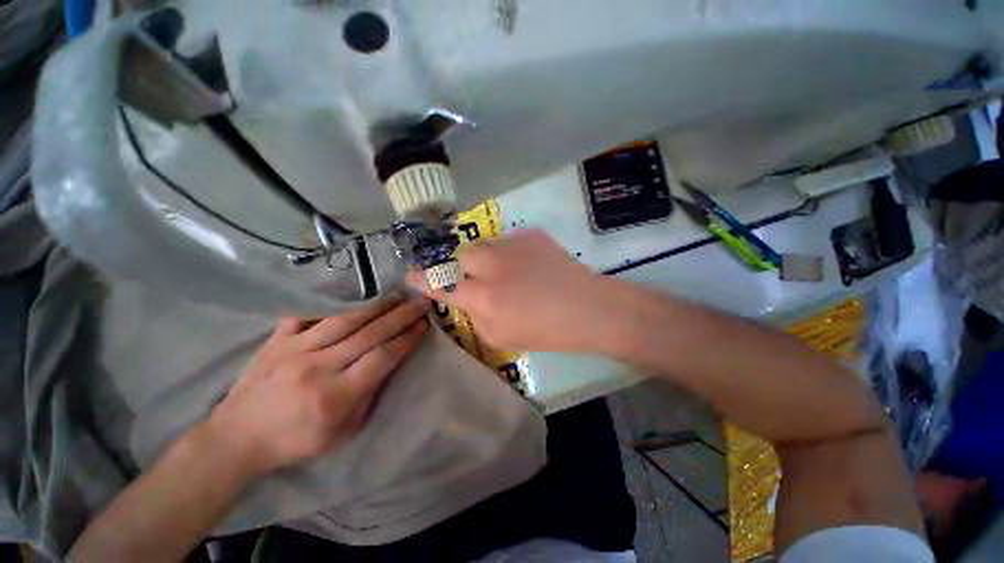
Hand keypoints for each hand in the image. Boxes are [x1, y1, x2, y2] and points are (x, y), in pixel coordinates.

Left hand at [207, 297, 429, 476]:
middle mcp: (317, 368)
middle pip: (369, 334)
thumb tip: (390, 363)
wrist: (236, 438)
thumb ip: (369, 396)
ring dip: (376, 305)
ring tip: (397, 295)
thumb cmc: (295, 441)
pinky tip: (353, 294)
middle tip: (420, 302)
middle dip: (401, 316)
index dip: (407, 339)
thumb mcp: (343, 433)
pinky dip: (332, 302)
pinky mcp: (277, 340)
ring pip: (345, 319)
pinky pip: (308, 314)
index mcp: (335, 396)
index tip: (424, 325)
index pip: (382, 358)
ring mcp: (294, 350)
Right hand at [407, 230, 607, 351]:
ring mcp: (512, 245)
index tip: (410, 275)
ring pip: (483, 245)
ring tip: (509, 273)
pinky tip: (529, 266)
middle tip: (479, 279)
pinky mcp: (530, 234)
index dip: (423, 280)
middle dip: (461, 267)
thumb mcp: (502, 336)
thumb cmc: (546, 331)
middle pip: (459, 255)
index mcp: (484, 297)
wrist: (587, 307)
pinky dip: (511, 254)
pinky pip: (508, 241)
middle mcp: (492, 265)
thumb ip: (476, 315)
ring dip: (487, 260)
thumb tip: (468, 298)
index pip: (441, 284)